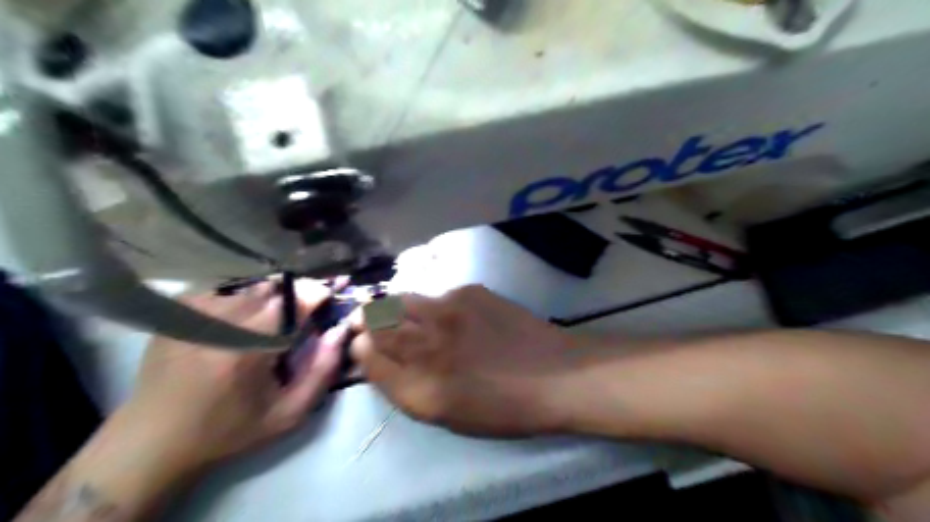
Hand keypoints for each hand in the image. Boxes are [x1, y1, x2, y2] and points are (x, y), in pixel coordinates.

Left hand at [119, 281, 346, 473]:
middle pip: (270, 290)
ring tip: (268, 323)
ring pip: (246, 289)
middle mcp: (217, 327)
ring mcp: (191, 317)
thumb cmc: (230, 431)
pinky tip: (237, 323)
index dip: (314, 294)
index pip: (290, 303)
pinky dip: (239, 301)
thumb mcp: (288, 414)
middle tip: (300, 315)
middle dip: (293, 296)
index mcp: (246, 352)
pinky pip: (221, 293)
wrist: (154, 442)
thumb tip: (339, 331)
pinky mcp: (176, 315)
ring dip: (267, 299)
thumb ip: (322, 371)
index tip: (327, 296)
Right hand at [351, 286, 577, 435]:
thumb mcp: (447, 415)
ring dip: (390, 306)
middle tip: (365, 321)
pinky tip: (446, 313)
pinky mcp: (468, 291)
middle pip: (375, 322)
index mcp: (418, 388)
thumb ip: (406, 387)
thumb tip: (379, 358)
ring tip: (396, 311)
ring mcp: (447, 312)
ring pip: (399, 300)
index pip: (367, 358)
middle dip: (364, 321)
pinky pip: (434, 295)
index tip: (363, 346)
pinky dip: (429, 304)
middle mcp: (426, 345)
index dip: (360, 350)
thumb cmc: (504, 408)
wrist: (555, 375)